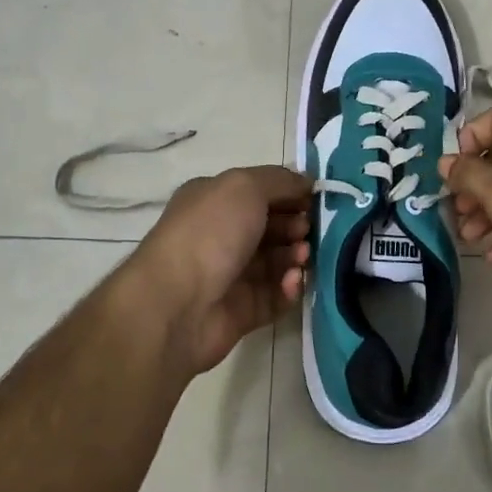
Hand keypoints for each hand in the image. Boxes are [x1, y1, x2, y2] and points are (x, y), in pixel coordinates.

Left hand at [132, 166, 311, 374]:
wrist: (176, 304)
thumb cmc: (209, 233)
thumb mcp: (244, 186)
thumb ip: (280, 180)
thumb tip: (306, 182)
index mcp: (213, 200)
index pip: (259, 191)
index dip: (289, 193)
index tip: (315, 199)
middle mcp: (219, 235)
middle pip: (270, 227)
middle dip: (296, 225)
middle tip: (306, 231)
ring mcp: (230, 275)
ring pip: (276, 262)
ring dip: (296, 256)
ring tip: (302, 257)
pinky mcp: (241, 311)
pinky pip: (275, 296)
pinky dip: (288, 288)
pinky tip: (291, 282)